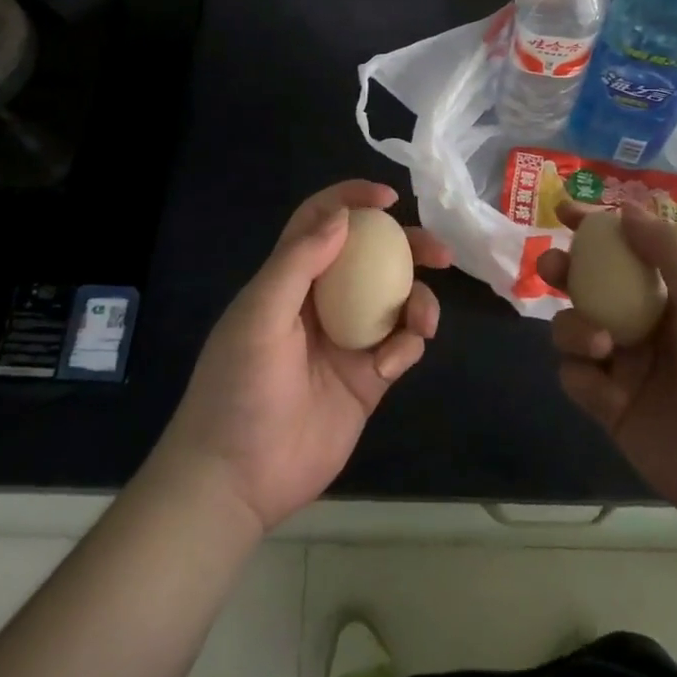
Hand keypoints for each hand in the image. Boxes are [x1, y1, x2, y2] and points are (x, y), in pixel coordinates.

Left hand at [156, 180, 451, 533]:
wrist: (237, 478)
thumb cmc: (239, 387)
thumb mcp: (260, 315)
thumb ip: (299, 261)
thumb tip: (342, 216)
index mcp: (289, 279)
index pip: (321, 223)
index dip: (351, 200)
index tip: (388, 198)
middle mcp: (322, 302)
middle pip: (371, 259)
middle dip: (407, 247)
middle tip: (439, 251)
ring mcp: (347, 340)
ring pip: (395, 302)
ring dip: (417, 301)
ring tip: (423, 319)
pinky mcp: (367, 379)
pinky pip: (399, 347)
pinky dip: (406, 347)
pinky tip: (392, 363)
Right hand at [536, 202, 676, 534]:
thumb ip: (670, 252)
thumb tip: (624, 210)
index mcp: (674, 298)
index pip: (628, 250)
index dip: (596, 228)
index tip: (564, 210)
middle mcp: (645, 326)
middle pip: (590, 287)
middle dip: (566, 272)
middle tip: (553, 266)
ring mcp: (625, 368)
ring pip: (575, 329)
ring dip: (574, 326)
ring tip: (598, 342)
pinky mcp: (610, 408)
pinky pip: (575, 377)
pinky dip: (580, 374)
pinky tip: (604, 387)